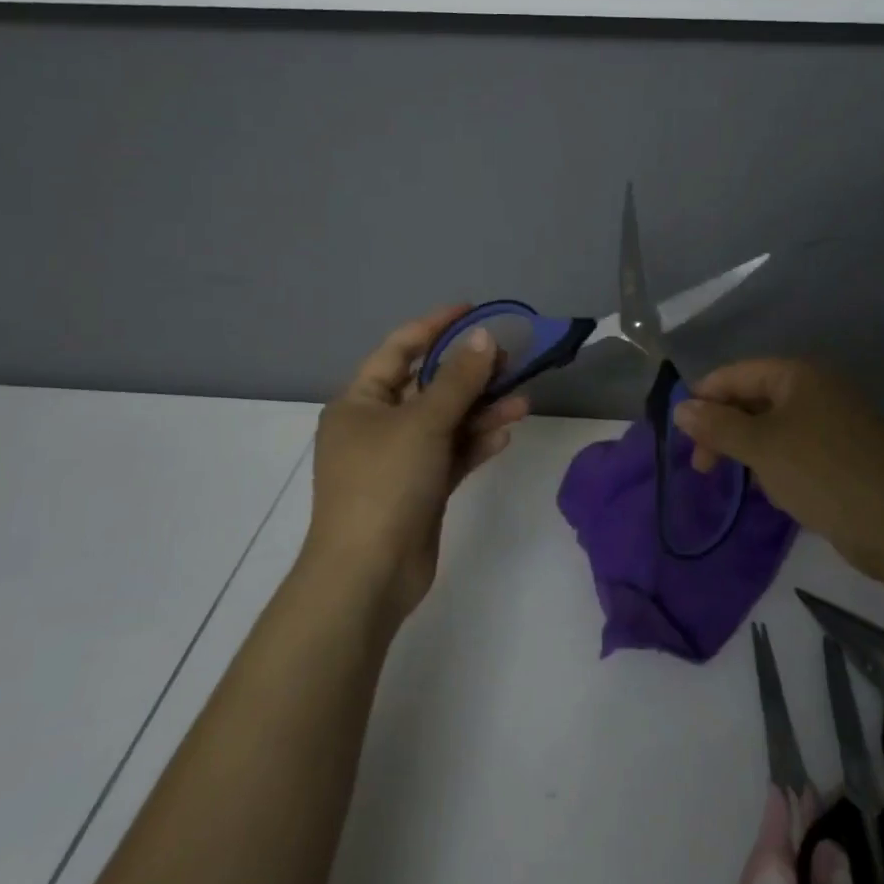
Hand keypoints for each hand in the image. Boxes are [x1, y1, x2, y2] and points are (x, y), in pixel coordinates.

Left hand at [303, 306, 528, 623]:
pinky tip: (505, 436)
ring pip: (446, 423)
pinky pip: (451, 455)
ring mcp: (399, 459)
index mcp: (360, 401)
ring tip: (522, 401)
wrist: (368, 574)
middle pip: (428, 386)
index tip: (474, 310)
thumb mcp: (423, 423)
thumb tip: (484, 337)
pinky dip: (475, 444)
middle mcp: (377, 425)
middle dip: (469, 373)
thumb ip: (458, 379)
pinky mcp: (420, 489)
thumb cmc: (386, 483)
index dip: (436, 325)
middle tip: (511, 360)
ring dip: (481, 411)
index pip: (400, 349)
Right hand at [672, 359, 883, 581]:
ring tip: (736, 479)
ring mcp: (834, 422)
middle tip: (702, 465)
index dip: (704, 399)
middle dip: (724, 429)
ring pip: (773, 427)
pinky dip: (774, 463)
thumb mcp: (760, 447)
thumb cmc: (821, 474)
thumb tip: (680, 408)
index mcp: (799, 375)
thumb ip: (717, 425)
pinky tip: (769, 490)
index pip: (736, 374)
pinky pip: (794, 448)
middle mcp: (817, 390)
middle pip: (753, 399)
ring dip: (747, 449)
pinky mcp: (843, 454)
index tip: (682, 434)